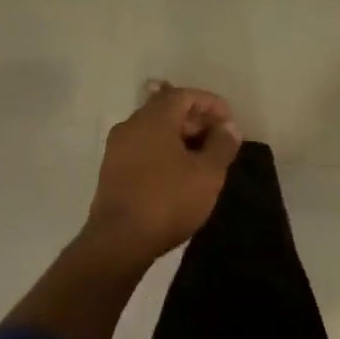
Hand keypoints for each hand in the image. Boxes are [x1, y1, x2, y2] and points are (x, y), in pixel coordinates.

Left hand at [83, 84, 240, 264]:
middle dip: (195, 120)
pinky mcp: (110, 171)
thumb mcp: (207, 174)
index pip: (184, 95)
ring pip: (154, 130)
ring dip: (179, 137)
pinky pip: (142, 148)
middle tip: (218, 139)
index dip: (210, 103)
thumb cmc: (167, 201)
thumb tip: (229, 127)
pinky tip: (178, 173)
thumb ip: (222, 145)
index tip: (229, 120)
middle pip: (167, 109)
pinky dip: (163, 151)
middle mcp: (131, 125)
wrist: (117, 243)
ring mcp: (117, 148)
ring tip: (202, 157)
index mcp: (154, 117)